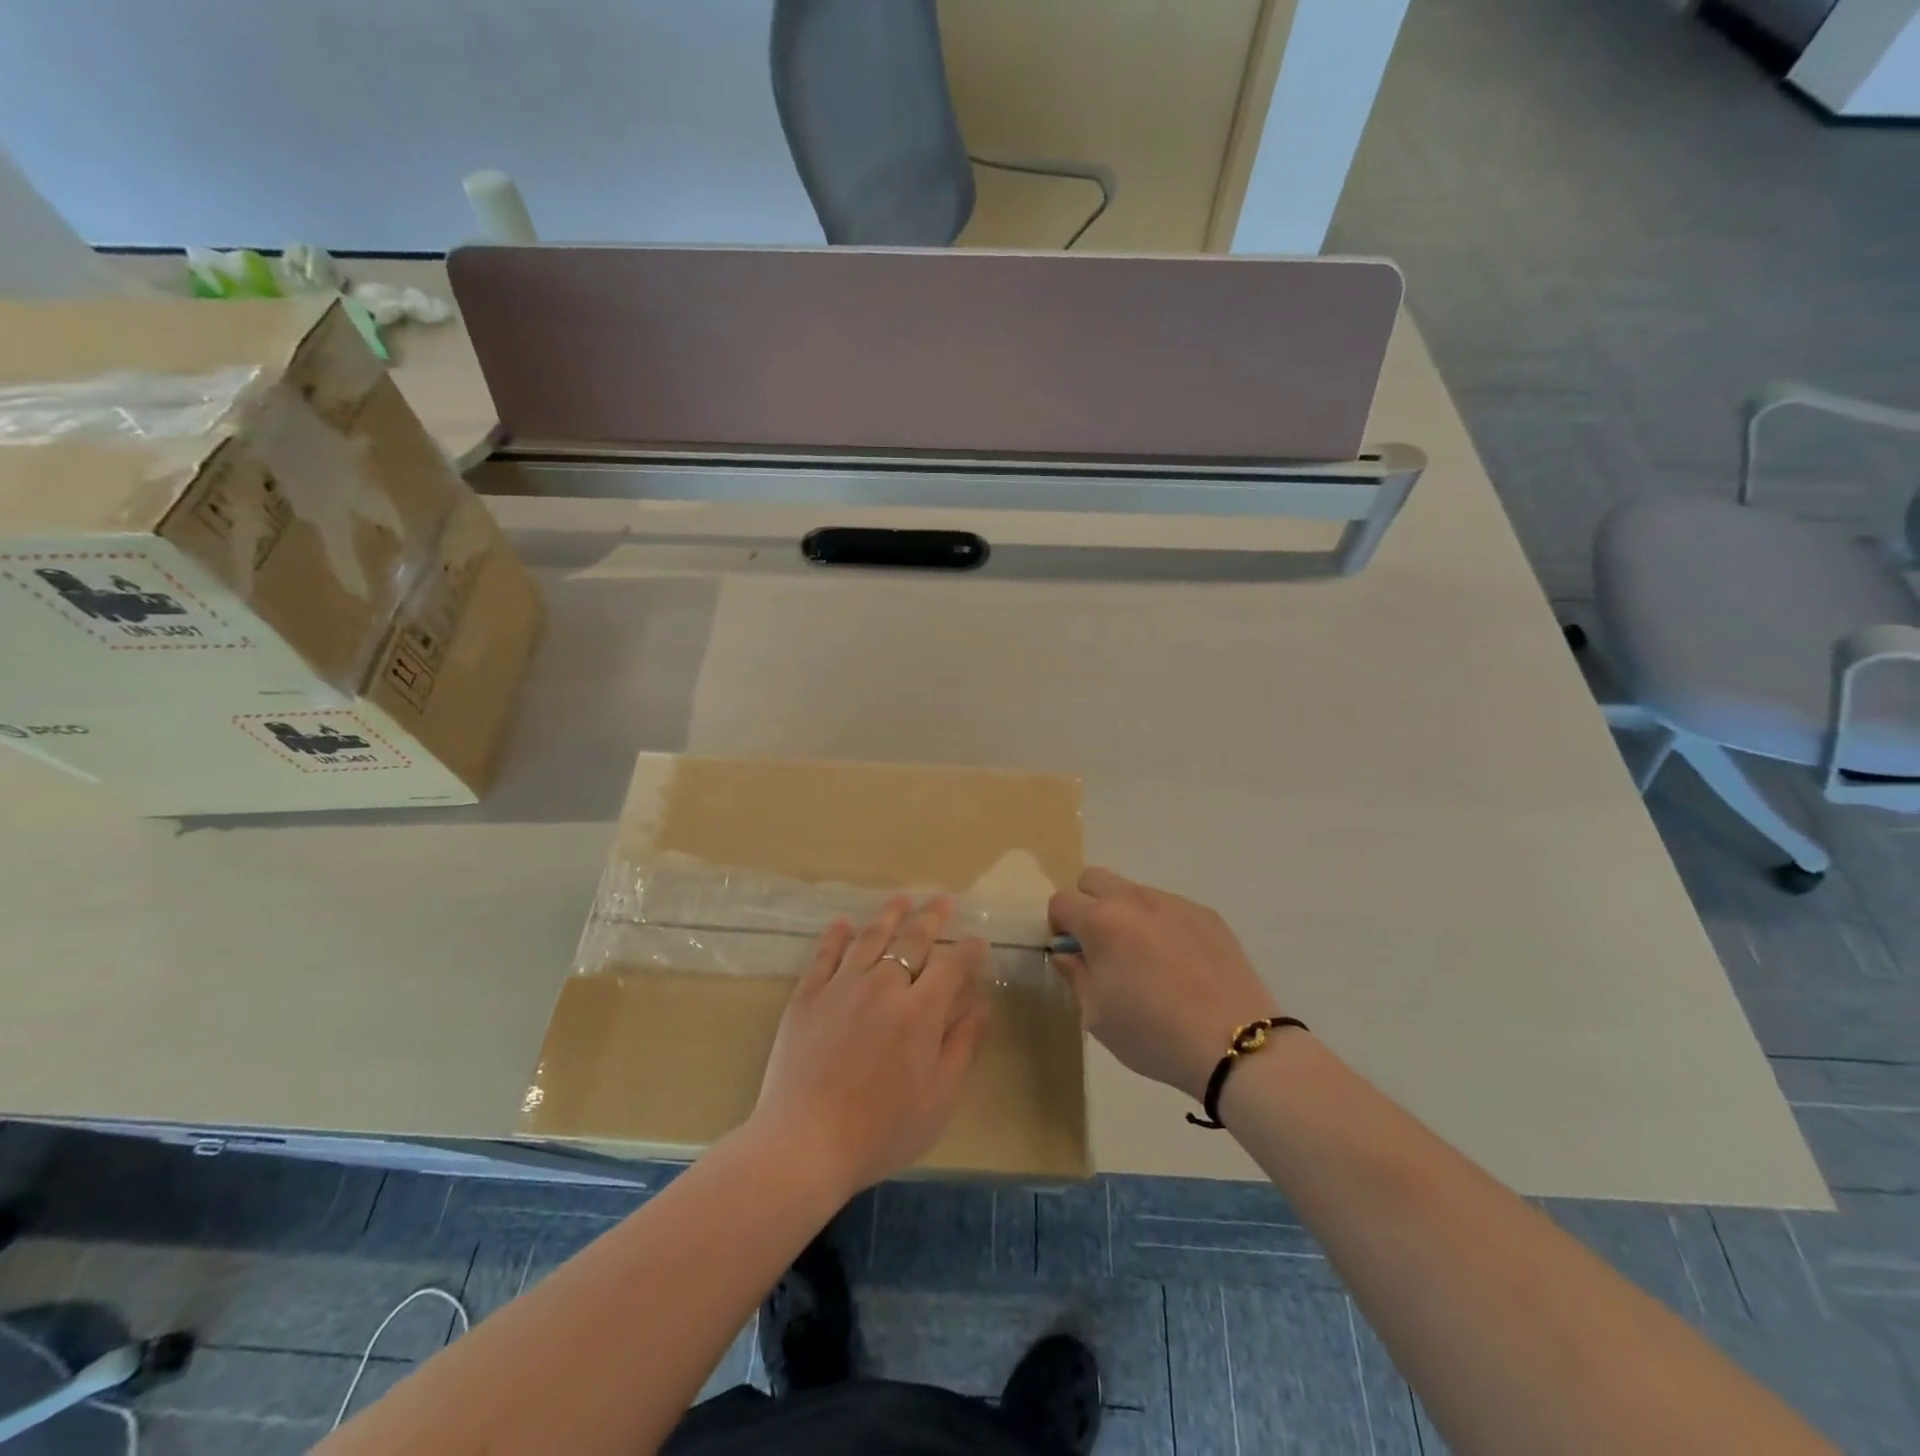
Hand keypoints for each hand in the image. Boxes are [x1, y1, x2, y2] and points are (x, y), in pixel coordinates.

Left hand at [753, 896, 990, 1197]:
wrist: (804, 1143)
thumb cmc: (881, 1130)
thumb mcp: (938, 1098)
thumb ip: (962, 1045)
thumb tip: (982, 1004)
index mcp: (920, 1011)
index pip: (951, 964)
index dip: (968, 950)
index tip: (978, 941)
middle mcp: (882, 986)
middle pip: (912, 939)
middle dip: (931, 917)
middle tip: (942, 901)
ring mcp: (841, 986)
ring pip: (870, 937)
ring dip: (889, 915)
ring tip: (901, 899)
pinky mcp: (807, 995)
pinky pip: (825, 954)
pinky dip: (836, 935)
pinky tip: (843, 923)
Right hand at [1049, 869, 1281, 1102]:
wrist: (1234, 1042)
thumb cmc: (1153, 1034)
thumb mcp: (1096, 1015)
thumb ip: (1075, 974)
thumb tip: (1068, 952)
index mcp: (1101, 921)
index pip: (1061, 901)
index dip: (1059, 926)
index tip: (1073, 955)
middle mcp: (1135, 899)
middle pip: (1094, 879)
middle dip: (1087, 904)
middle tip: (1102, 946)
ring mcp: (1174, 903)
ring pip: (1134, 891)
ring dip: (1127, 914)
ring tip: (1147, 960)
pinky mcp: (1207, 914)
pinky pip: (1170, 907)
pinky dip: (1163, 925)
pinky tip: (1180, 965)